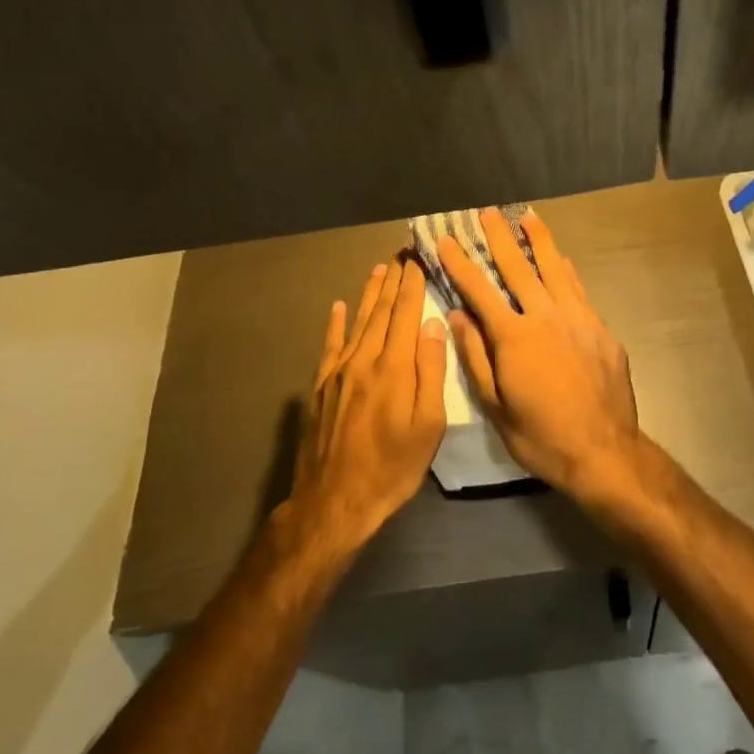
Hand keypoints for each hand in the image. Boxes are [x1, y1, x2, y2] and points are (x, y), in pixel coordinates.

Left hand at [287, 256, 448, 553]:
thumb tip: (432, 324)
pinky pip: (330, 345)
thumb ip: (430, 371)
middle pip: (380, 311)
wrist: (334, 501)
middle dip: (393, 280)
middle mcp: (363, 360)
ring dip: (369, 293)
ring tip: (379, 268)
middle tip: (401, 252)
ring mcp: (338, 372)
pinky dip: (336, 323)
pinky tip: (339, 306)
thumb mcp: (428, 426)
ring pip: (357, 322)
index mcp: (393, 368)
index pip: (405, 314)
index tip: (420, 258)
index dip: (413, 284)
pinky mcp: (321, 387)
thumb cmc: (392, 468)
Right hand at [439, 208, 644, 504]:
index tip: (446, 239)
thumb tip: (456, 315)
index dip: (459, 263)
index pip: (479, 290)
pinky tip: (562, 260)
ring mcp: (579, 319)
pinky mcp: (601, 329)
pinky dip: (566, 271)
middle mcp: (546, 316)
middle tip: (487, 212)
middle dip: (499, 237)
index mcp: (514, 336)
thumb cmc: (541, 436)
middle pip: (518, 267)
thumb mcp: (496, 406)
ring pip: (555, 269)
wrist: (604, 452)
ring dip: (540, 241)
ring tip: (528, 217)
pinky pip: (579, 290)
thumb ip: (476, 356)